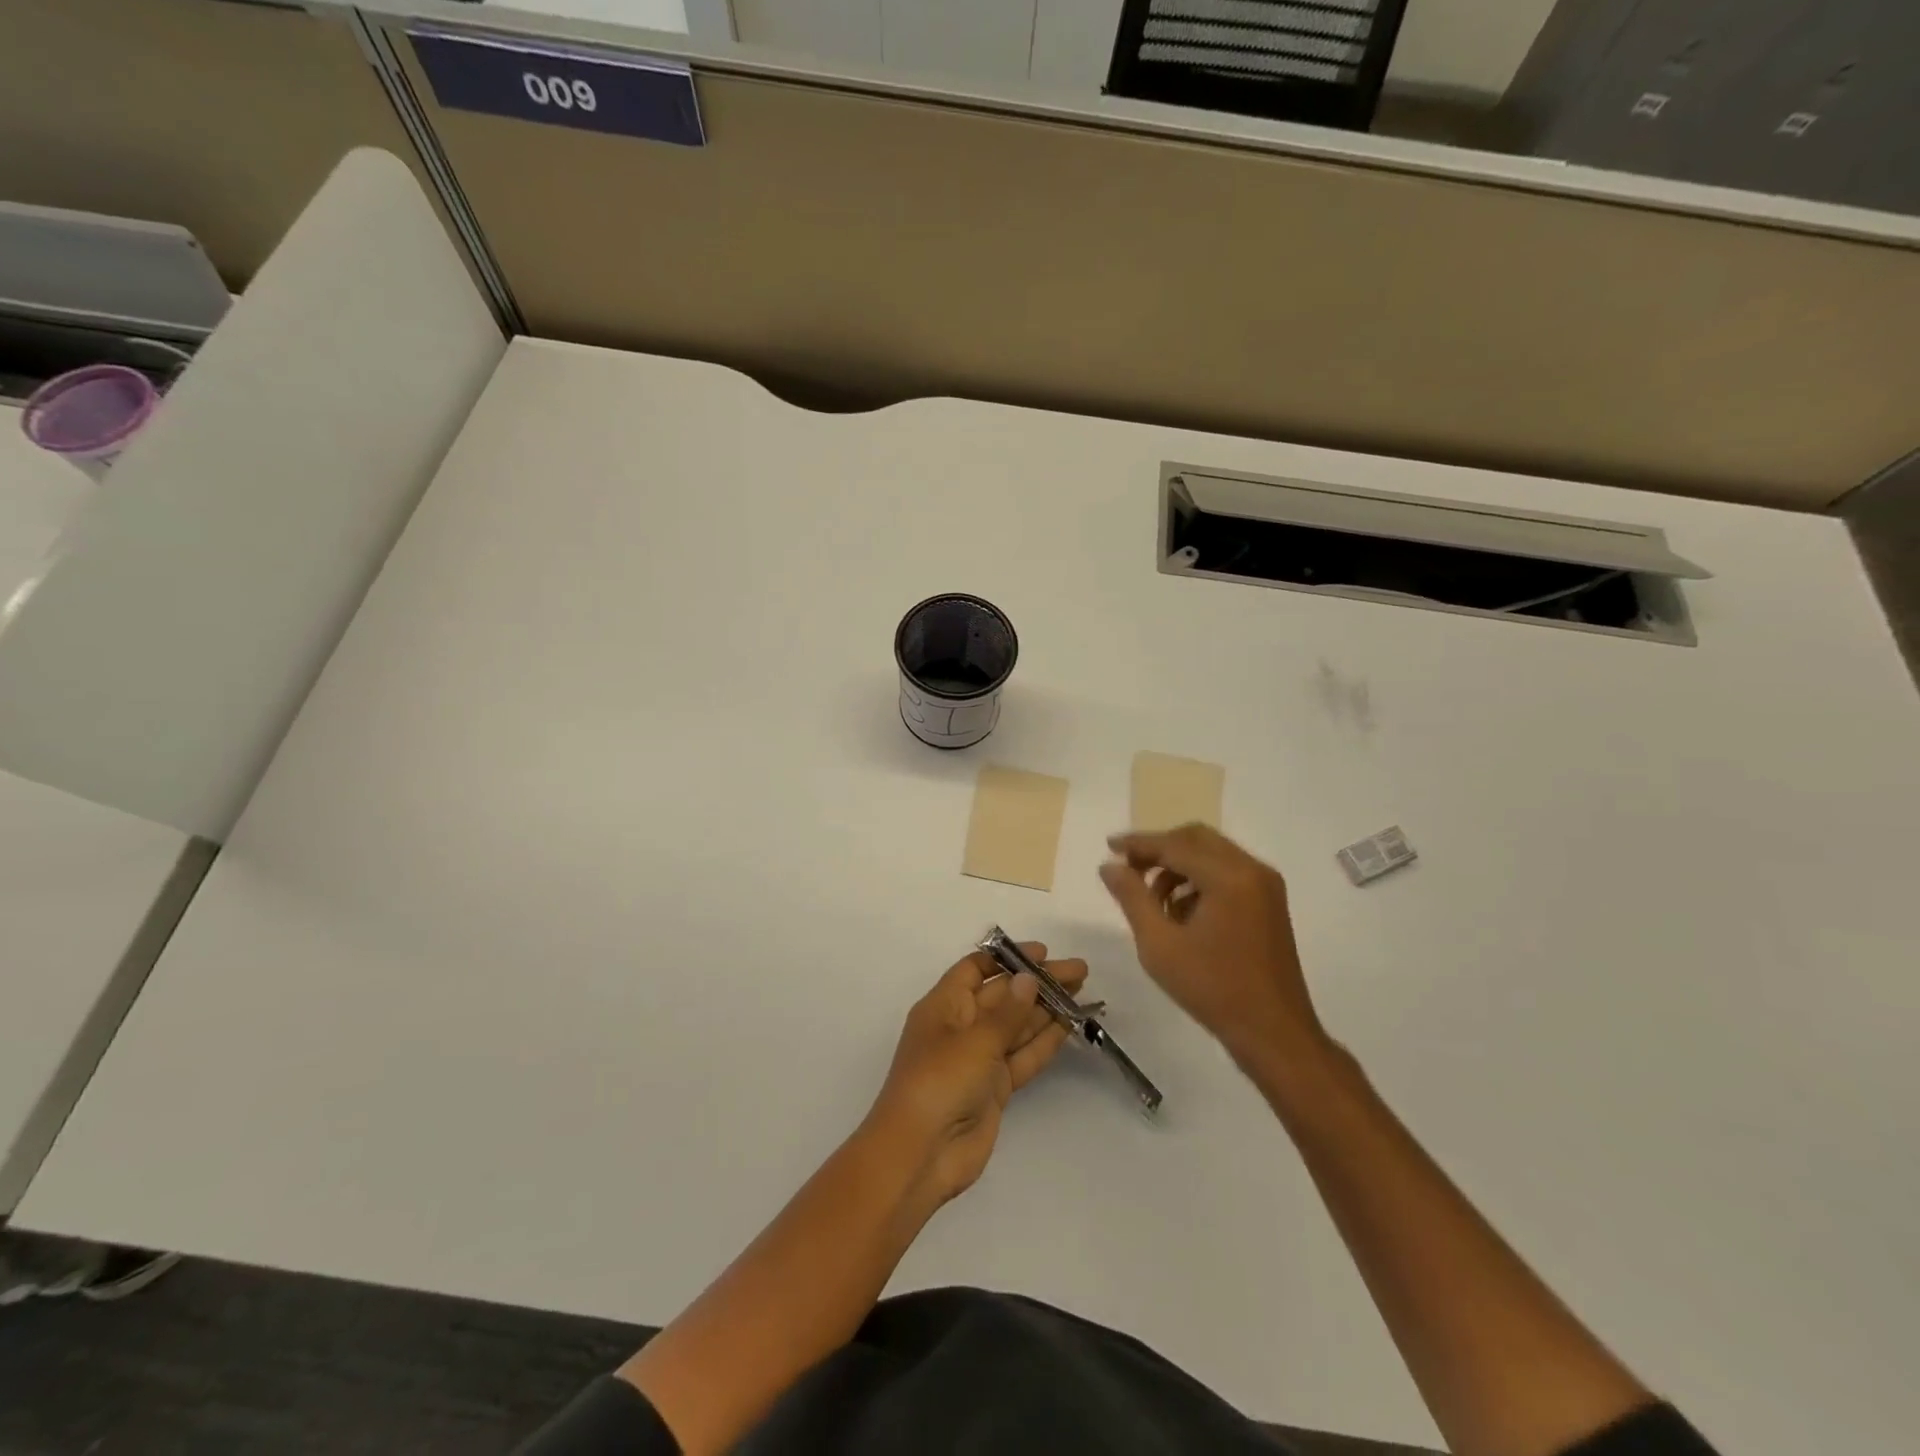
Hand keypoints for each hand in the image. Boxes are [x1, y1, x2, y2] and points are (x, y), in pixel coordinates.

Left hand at [865, 945, 1086, 1207]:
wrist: (921, 1154)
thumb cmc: (939, 1082)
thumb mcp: (975, 1040)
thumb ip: (1007, 1012)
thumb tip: (1029, 979)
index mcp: (944, 1006)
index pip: (976, 970)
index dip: (1007, 958)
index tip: (1043, 953)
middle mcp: (961, 1027)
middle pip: (1003, 995)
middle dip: (1038, 982)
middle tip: (1079, 971)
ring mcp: (978, 1059)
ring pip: (1017, 1025)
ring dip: (1047, 1009)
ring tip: (1082, 992)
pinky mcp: (994, 1088)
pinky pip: (1022, 1056)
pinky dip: (1044, 1041)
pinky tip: (1068, 1025)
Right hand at [1100, 825, 1326, 1070]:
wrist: (1274, 1033)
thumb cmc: (1212, 989)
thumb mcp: (1159, 945)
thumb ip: (1132, 897)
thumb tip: (1109, 866)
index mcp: (1229, 877)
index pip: (1174, 845)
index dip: (1138, 844)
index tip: (1109, 846)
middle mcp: (1252, 870)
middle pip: (1196, 839)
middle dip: (1159, 849)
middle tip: (1128, 870)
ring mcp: (1266, 885)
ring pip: (1212, 854)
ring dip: (1178, 866)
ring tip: (1152, 900)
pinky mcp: (1270, 902)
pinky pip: (1227, 872)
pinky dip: (1199, 879)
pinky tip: (1180, 912)